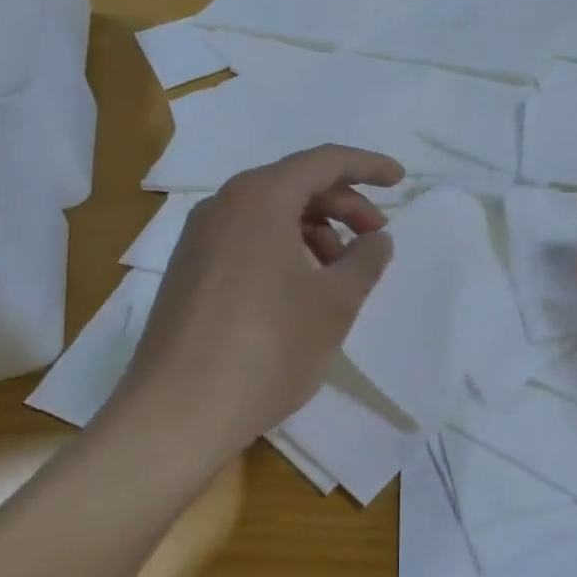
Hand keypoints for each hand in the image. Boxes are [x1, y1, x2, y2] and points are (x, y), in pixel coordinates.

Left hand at [114, 146, 402, 457]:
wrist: (176, 414)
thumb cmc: (267, 348)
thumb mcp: (335, 303)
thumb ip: (366, 259)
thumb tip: (377, 238)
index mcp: (259, 198)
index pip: (324, 161)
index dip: (368, 166)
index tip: (400, 179)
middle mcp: (223, 205)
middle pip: (296, 185)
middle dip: (344, 205)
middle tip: (375, 238)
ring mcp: (199, 238)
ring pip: (271, 214)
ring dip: (315, 231)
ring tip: (340, 274)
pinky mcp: (188, 270)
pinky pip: (247, 239)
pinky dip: (284, 249)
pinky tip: (301, 290)